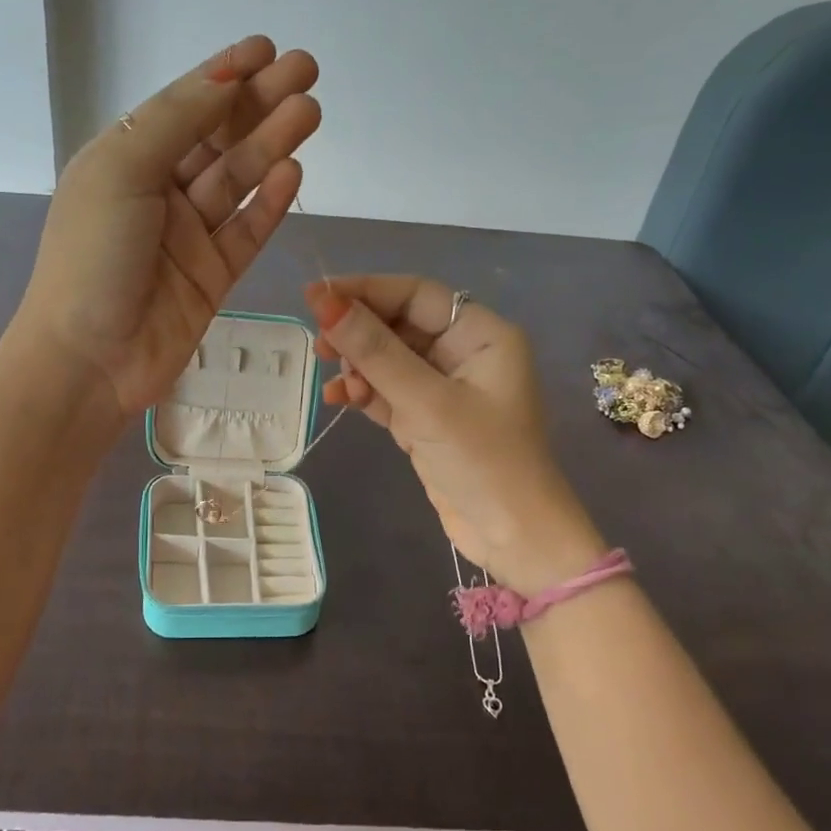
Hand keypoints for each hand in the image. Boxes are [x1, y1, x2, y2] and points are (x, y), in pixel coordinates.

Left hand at [18, 37, 320, 418]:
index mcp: (124, 161)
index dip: (224, 76)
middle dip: (259, 103)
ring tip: (309, 112)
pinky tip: (292, 170)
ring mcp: (188, 237)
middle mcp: (157, 193)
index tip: (267, 49)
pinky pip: (246, 231)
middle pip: (217, 139)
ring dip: (271, 145)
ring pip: (237, 181)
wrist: (88, 361)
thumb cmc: (92, 257)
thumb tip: (225, 74)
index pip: (182, 107)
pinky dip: (268, 202)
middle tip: (307, 72)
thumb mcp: (123, 171)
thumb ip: (177, 121)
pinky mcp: (213, 277)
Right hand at [304, 276, 603, 591]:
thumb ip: (374, 351)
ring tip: (332, 379)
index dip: (365, 290)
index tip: (316, 296)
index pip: (415, 295)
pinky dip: (363, 392)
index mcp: (482, 335)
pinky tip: (339, 399)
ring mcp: (444, 388)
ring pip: (388, 358)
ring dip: (357, 365)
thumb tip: (324, 302)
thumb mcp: (426, 403)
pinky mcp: (427, 419)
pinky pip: (387, 391)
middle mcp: (464, 354)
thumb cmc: (483, 462)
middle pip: (398, 324)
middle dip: (358, 332)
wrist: (514, 540)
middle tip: (319, 344)